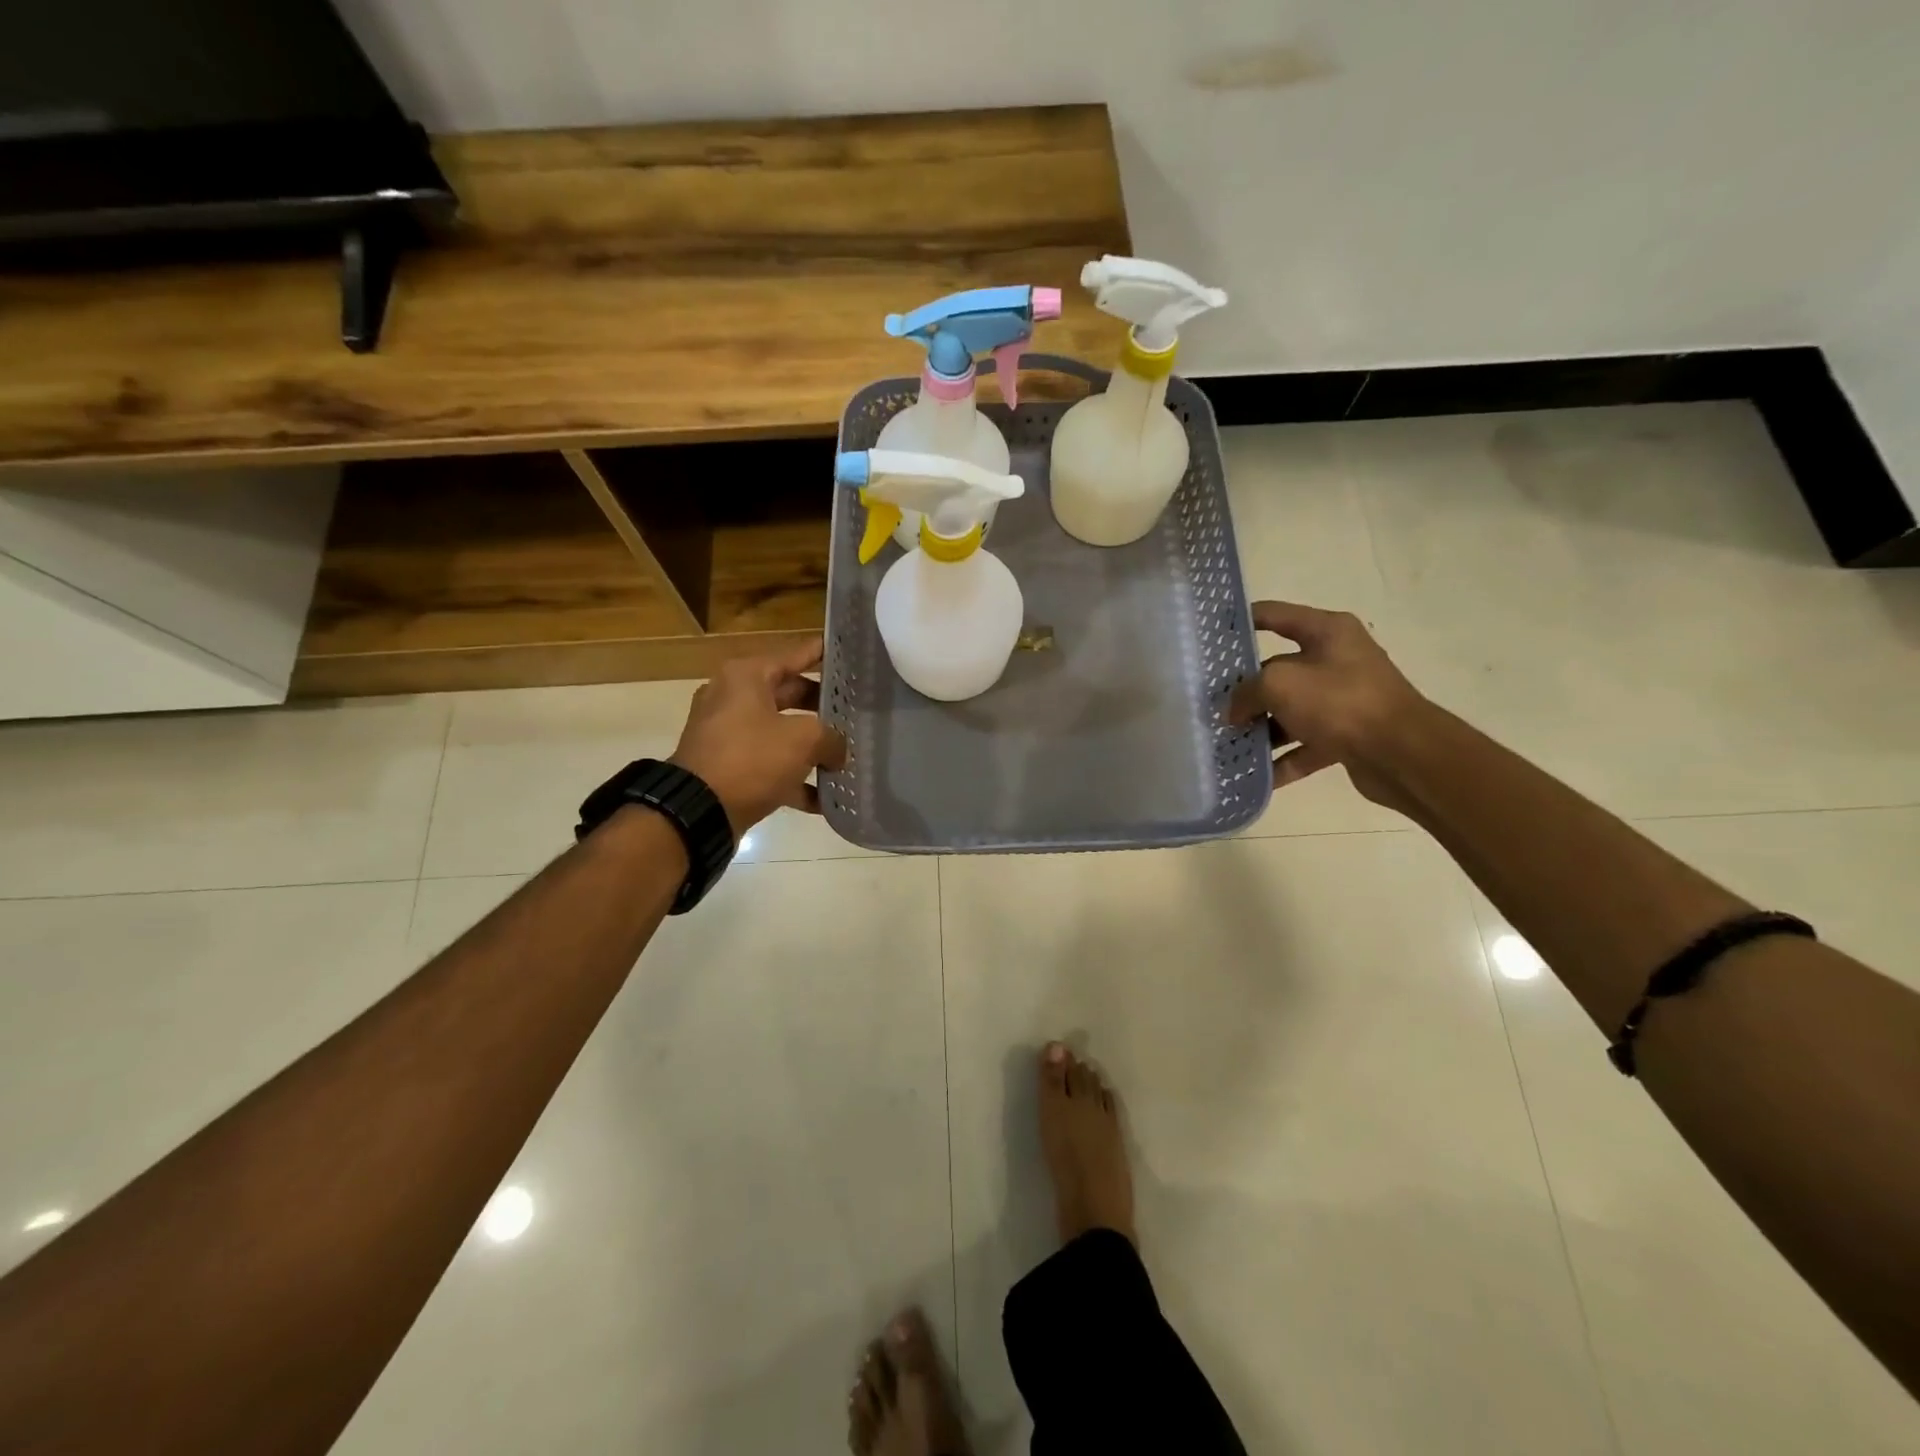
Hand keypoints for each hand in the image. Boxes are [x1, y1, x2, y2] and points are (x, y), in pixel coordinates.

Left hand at [670, 638, 848, 835]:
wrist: (698, 810)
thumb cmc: (751, 758)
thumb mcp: (803, 740)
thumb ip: (831, 738)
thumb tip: (838, 751)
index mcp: (746, 676)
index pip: (794, 655)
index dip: (822, 653)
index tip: (848, 652)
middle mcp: (733, 698)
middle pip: (789, 695)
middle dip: (823, 708)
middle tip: (857, 710)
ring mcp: (728, 735)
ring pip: (780, 733)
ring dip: (812, 748)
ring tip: (848, 755)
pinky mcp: (728, 768)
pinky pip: (769, 767)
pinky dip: (795, 780)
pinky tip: (827, 799)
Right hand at [1226, 601, 1428, 807]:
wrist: (1402, 753)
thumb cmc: (1339, 701)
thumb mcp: (1279, 684)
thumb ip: (1246, 692)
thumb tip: (1232, 711)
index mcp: (1327, 632)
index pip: (1274, 615)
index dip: (1242, 621)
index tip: (1211, 634)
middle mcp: (1337, 660)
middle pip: (1278, 669)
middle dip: (1245, 690)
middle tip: (1210, 704)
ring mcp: (1344, 699)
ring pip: (1290, 710)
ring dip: (1261, 728)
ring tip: (1226, 743)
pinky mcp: (1348, 735)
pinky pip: (1306, 745)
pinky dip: (1283, 759)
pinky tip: (1255, 775)